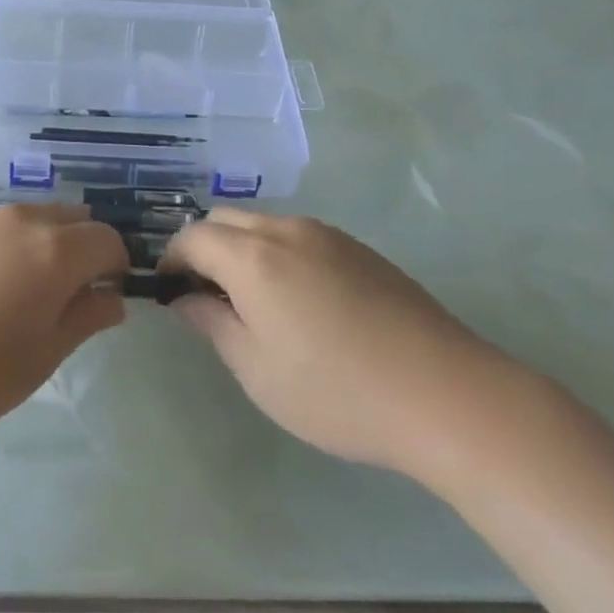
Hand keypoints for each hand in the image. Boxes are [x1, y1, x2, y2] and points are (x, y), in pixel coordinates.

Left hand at [0, 206, 130, 449]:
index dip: (115, 267)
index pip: (107, 239)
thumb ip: (86, 318)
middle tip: (68, 298)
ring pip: (33, 219)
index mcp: (55, 249)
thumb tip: (112, 298)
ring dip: (45, 245)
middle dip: (83, 249)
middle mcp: (22, 221)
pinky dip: (8, 248)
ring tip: (23, 296)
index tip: (104, 299)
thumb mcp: (43, 356)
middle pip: (72, 219)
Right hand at [161, 209, 514, 480]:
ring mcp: (326, 234)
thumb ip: (213, 324)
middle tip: (205, 297)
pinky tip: (300, 302)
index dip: (171, 260)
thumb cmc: (338, 391)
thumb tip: (185, 299)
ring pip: (263, 224)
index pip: (192, 237)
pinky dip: (277, 253)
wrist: (444, 392)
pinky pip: (298, 236)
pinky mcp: (358, 248)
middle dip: (203, 248)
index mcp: (253, 256)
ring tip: (253, 302)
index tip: (168, 293)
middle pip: (225, 220)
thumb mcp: (258, 370)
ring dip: (242, 249)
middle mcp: (286, 230)